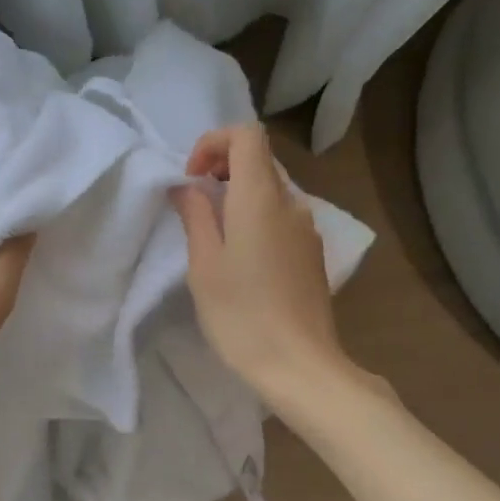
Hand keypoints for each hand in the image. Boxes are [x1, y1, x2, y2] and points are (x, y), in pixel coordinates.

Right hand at [171, 123, 346, 406]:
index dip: (213, 143)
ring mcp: (308, 229)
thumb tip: (186, 187)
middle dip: (221, 169)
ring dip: (238, 197)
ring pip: (270, 190)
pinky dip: (256, 219)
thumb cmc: (242, 315)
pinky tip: (242, 260)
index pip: (246, 135)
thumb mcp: (204, 265)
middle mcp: (291, 204)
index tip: (192, 178)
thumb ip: (195, 216)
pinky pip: (281, 217)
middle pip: (259, 160)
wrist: (300, 365)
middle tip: (194, 205)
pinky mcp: (313, 254)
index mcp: (261, 198)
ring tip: (214, 237)